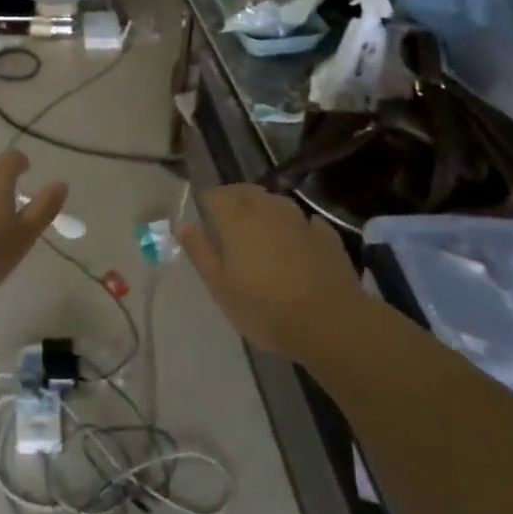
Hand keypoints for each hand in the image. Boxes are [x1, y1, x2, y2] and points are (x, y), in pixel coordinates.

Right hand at [178, 184, 364, 362]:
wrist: (329, 322)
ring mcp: (300, 220)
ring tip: (262, 235)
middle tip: (230, 227)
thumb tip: (183, 225)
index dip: (208, 205)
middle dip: (235, 201)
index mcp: (237, 219)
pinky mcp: (326, 235)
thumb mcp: (220, 287)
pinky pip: (306, 222)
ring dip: (266, 210)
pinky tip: (298, 244)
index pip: (216, 195)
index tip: (206, 224)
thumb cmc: (264, 308)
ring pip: (277, 202)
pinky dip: (297, 228)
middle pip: (247, 191)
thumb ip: (200, 252)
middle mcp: (268, 209)